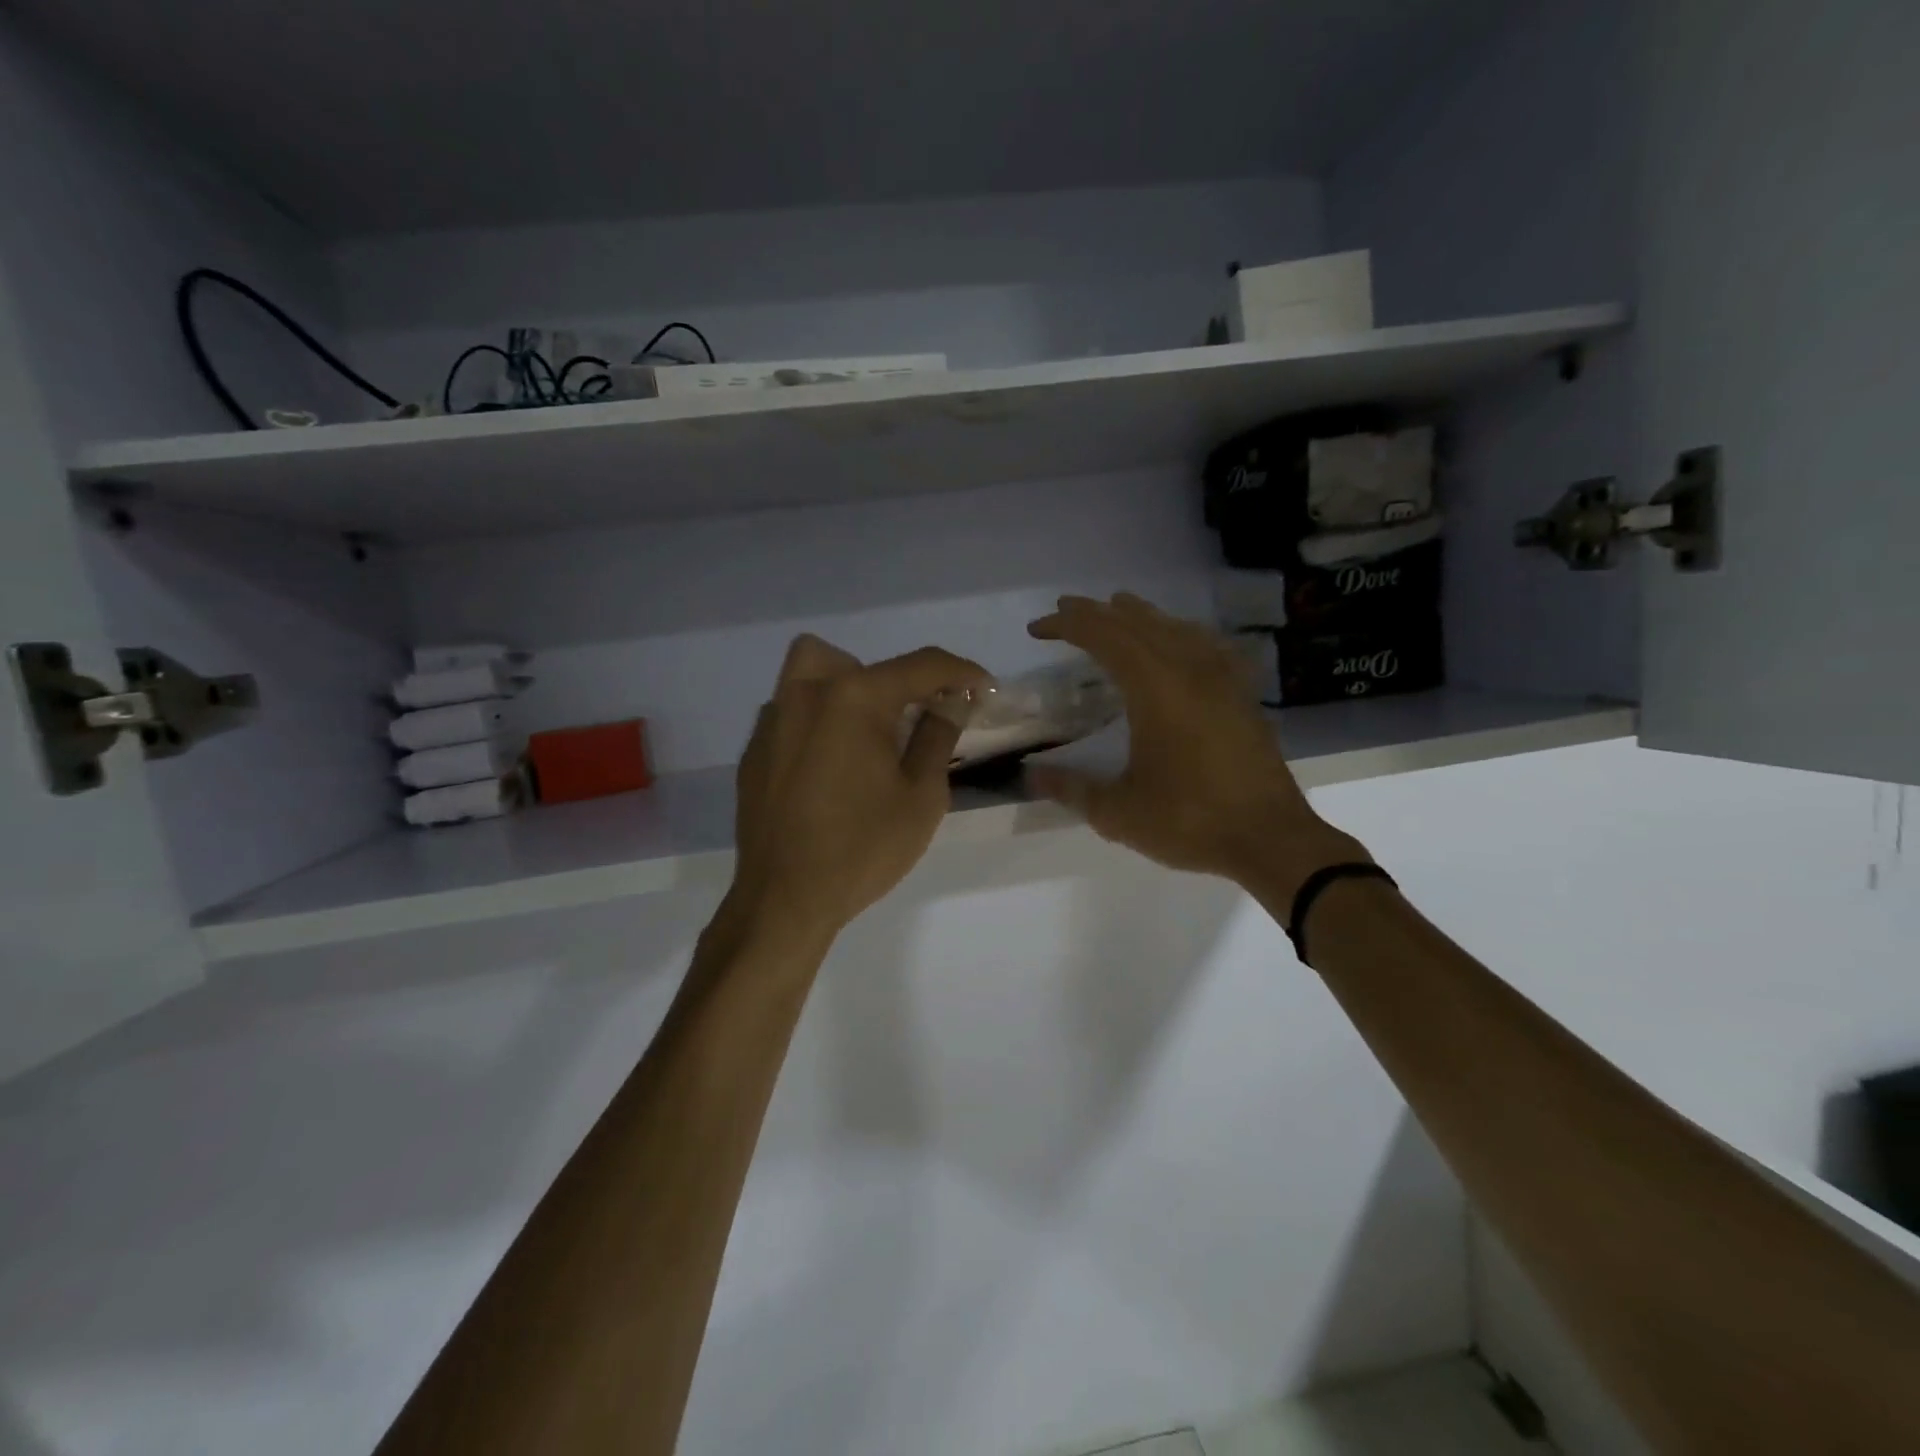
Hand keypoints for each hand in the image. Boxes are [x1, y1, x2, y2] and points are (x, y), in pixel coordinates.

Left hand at [725, 634, 987, 944]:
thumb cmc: (862, 849)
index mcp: (854, 698)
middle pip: (854, 660)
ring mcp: (772, 721)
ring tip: (865, 739)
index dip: (961, 672)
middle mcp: (806, 694)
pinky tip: (829, 769)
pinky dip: (818, 722)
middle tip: (910, 722)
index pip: (920, 666)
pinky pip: (790, 712)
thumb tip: (951, 703)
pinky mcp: (754, 750)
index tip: (985, 688)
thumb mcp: (921, 796)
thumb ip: (938, 737)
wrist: (784, 900)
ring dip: (846, 690)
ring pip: (809, 674)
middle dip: (892, 680)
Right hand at [1025, 593, 1366, 895]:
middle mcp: (1190, 670)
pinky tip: (1181, 641)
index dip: (1068, 626)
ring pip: (1176, 628)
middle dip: (1097, 612)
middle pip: (1138, 624)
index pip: (1104, 638)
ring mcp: (1222, 679)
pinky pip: (1207, 646)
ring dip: (1140, 617)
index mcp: (1156, 688)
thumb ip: (1071, 788)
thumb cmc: (1189, 821)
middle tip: (1066, 609)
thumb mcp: (1118, 812)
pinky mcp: (1242, 695)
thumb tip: (1030, 775)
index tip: (1038, 628)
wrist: (1271, 840)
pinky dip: (1182, 634)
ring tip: (1117, 609)